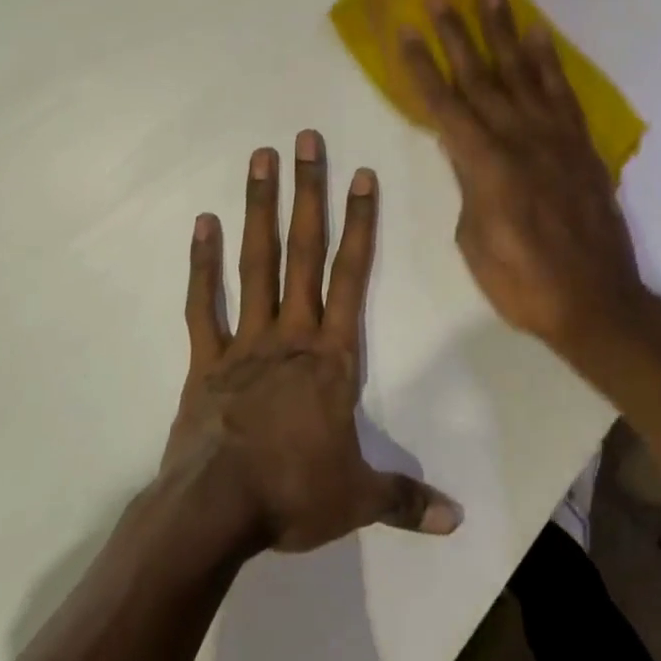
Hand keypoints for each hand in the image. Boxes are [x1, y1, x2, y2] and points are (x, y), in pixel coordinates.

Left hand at [163, 132, 462, 555]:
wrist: (214, 513)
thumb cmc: (292, 494)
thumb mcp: (357, 499)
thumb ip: (406, 500)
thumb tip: (458, 520)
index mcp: (331, 355)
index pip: (351, 275)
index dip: (359, 222)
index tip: (359, 174)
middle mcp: (291, 332)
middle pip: (303, 250)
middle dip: (308, 191)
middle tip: (305, 140)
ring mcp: (245, 340)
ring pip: (255, 261)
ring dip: (259, 208)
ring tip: (260, 159)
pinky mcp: (206, 358)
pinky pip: (204, 303)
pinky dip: (202, 263)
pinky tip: (203, 223)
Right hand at [400, 0, 647, 352]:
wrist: (596, 300)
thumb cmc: (522, 282)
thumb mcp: (474, 240)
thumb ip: (467, 184)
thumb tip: (462, 150)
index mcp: (484, 164)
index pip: (443, 104)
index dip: (420, 65)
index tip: (404, 28)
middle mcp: (517, 137)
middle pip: (478, 75)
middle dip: (454, 32)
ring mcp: (553, 135)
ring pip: (521, 71)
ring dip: (502, 29)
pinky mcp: (579, 142)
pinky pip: (561, 91)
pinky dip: (548, 60)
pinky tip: (538, 33)